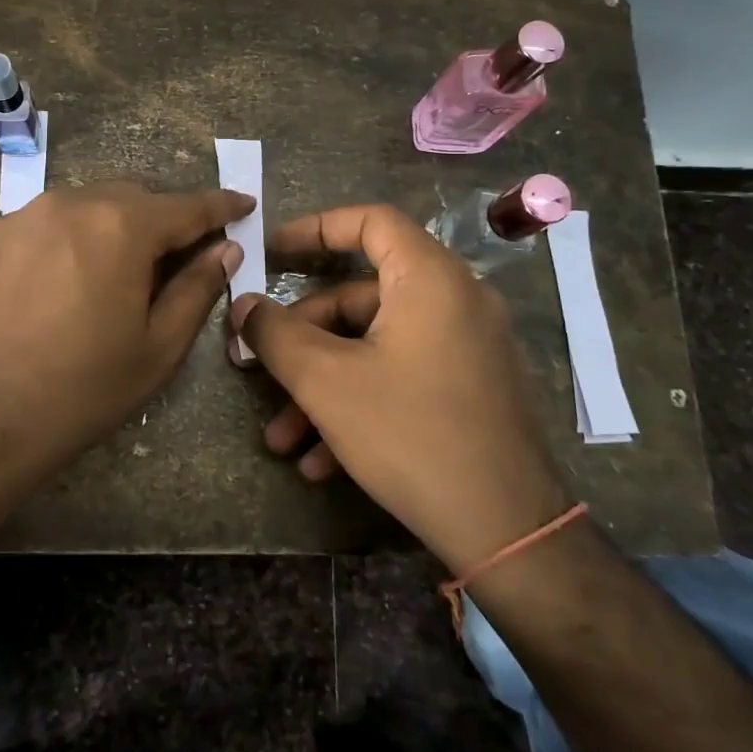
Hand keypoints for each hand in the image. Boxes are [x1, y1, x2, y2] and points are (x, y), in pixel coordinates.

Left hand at [0, 182, 252, 492]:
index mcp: (120, 227)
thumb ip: (196, 290)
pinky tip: (37, 298)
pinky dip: (49, 252)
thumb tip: (223, 251)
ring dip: (99, 233)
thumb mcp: (155, 351)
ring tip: (95, 282)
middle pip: (128, 199)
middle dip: (156, 220)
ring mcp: (11, 221)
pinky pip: (26, 235)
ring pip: (74, 211)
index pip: (187, 206)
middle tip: (166, 259)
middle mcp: (66, 205)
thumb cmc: (77, 393)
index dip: (220, 206)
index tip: (242, 203)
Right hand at [228, 203, 569, 573]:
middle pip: (362, 295)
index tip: (272, 252)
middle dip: (304, 337)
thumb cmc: (412, 435)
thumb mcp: (328, 382)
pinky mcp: (472, 388)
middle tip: (260, 368)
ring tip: (282, 438)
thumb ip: (276, 335)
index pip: (370, 221)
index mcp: (429, 278)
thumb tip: (243, 305)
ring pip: (377, 346)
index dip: (315, 228)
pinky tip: (322, 461)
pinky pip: (404, 375)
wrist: (509, 531)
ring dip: (324, 385)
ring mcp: (467, 346)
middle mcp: (455, 300)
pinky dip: (361, 403)